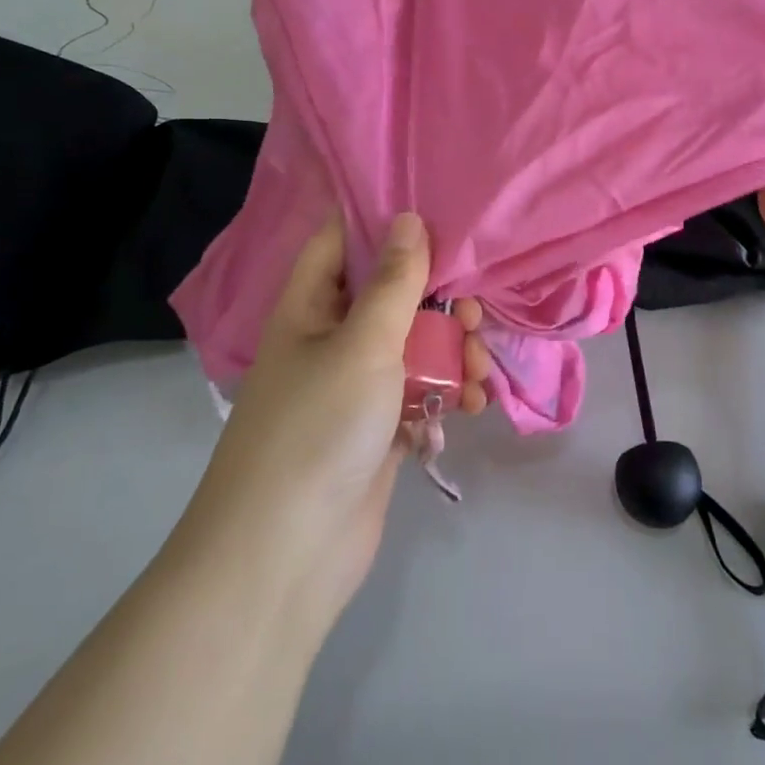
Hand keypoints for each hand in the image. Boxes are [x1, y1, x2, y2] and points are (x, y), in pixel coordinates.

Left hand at [182, 212, 491, 622]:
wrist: (288, 556)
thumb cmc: (318, 428)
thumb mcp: (362, 344)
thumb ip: (393, 282)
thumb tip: (408, 218)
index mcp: (310, 307)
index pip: (341, 241)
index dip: (381, 220)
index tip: (435, 208)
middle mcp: (332, 339)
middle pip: (391, 295)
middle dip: (438, 299)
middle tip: (472, 312)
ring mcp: (355, 387)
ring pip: (414, 345)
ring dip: (452, 352)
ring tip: (476, 370)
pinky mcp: (379, 428)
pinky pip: (420, 392)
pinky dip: (447, 393)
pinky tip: (473, 405)